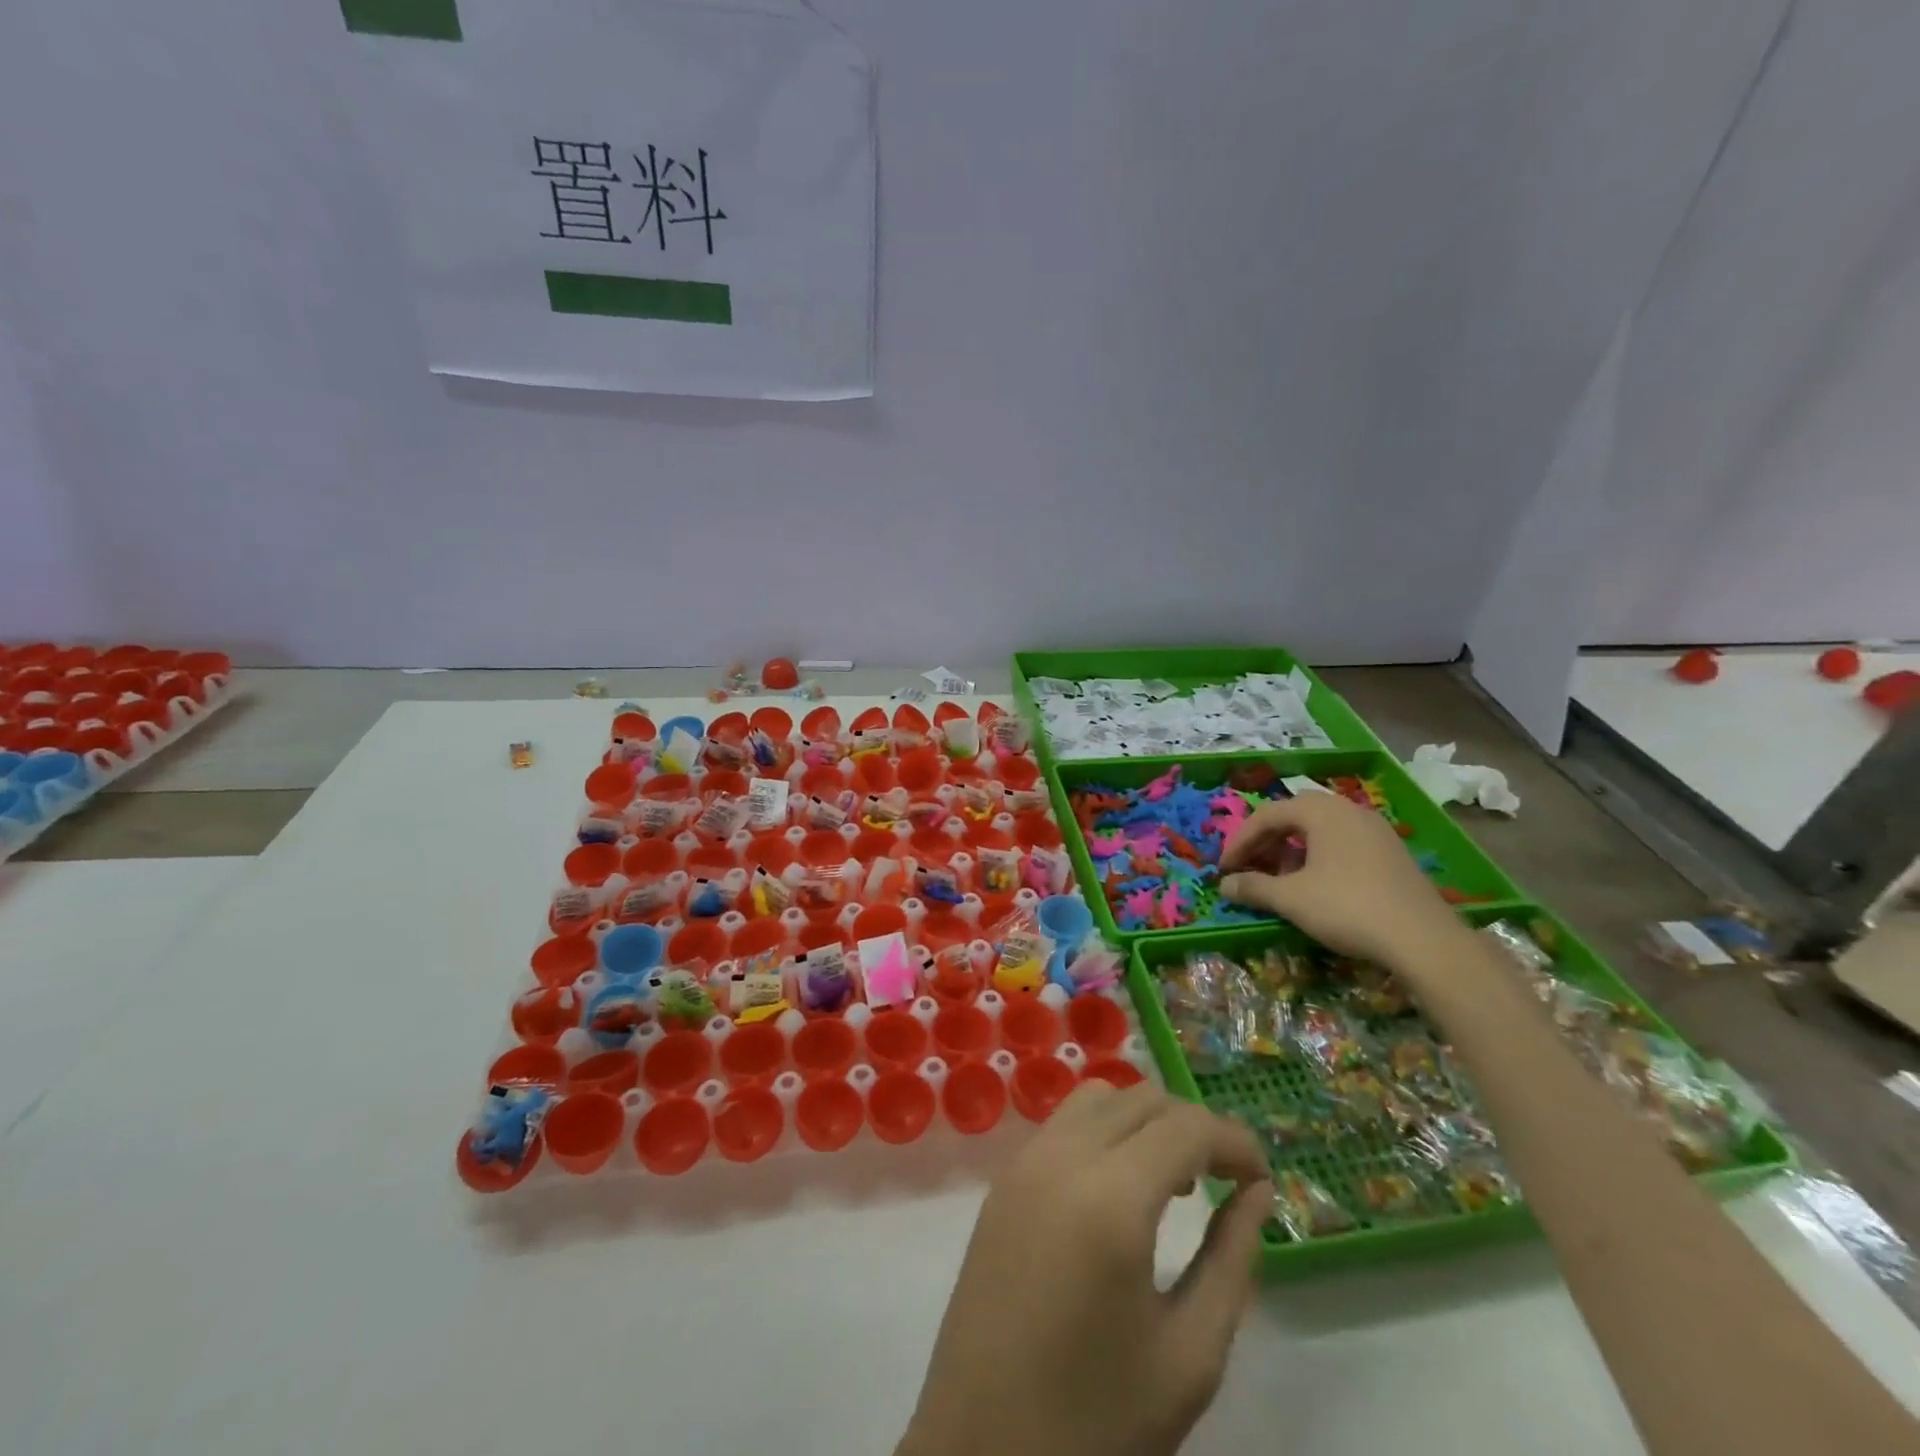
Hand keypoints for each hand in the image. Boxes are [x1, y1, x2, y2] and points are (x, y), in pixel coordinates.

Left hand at [899, 1082, 1271, 1455]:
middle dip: (1194, 1127)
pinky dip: (1106, 1130)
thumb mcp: (1189, 1354)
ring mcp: (1024, 1161)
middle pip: (1142, 1098)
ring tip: (1173, 1182)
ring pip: (1099, 1098)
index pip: (1186, 1126)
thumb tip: (1257, 1191)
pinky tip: (1120, 1187)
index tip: (1263, 1177)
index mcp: (1110, 1197)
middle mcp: (1062, 1157)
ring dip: (1146, 1120)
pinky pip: (1064, 1123)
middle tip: (1225, 1181)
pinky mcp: (1003, 1179)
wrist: (981, 1453)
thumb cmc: (1096, 1420)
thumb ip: (1232, 1259)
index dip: (1234, 1140)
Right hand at [1218, 791, 1465, 968]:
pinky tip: (1315, 886)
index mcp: (1322, 811)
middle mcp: (1349, 810)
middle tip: (1248, 867)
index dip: (1239, 841)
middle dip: (1266, 841)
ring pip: (1320, 830)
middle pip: (1294, 816)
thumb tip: (1224, 886)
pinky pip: (1342, 843)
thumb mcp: (1291, 899)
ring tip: (1278, 878)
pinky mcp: (1391, 853)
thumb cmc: (1347, 907)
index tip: (1224, 869)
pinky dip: (1318, 858)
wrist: (1424, 939)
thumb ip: (1254, 888)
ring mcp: (1375, 830)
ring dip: (1291, 850)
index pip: (1267, 815)